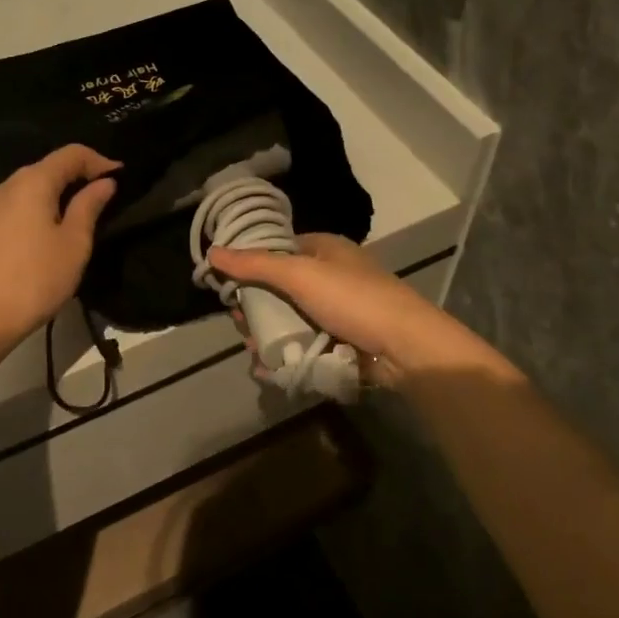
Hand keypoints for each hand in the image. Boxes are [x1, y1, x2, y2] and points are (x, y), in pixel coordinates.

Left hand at [0, 144, 119, 346]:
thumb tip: (103, 182)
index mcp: (33, 181)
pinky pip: (21, 206)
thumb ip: (89, 206)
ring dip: (61, 195)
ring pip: (34, 187)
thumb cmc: (34, 278)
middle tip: (108, 199)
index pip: (71, 153)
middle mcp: (8, 185)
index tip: (123, 178)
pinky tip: (54, 233)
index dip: (100, 161)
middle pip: (50, 167)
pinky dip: (42, 209)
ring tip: (84, 218)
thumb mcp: (73, 243)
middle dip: (81, 176)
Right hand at [207, 233, 506, 385]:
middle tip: (240, 322)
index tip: (228, 285)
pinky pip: (305, 345)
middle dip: (256, 307)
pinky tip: (269, 367)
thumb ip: (255, 265)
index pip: (278, 250)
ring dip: (269, 335)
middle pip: (280, 289)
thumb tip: (212, 253)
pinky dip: (286, 354)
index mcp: (325, 250)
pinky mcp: (341, 342)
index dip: (251, 265)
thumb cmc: (353, 300)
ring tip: (254, 349)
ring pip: (290, 320)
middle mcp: (330, 277)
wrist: (405, 347)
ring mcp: (337, 312)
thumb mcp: (300, 275)